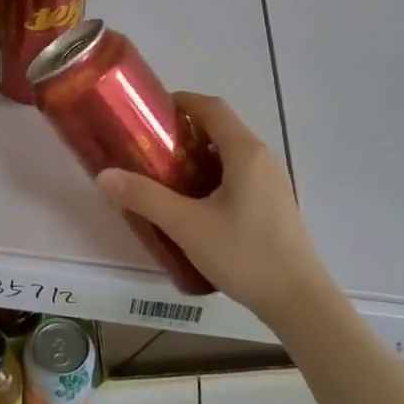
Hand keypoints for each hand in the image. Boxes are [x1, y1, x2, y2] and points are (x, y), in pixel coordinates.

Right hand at [96, 92, 335, 326]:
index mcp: (245, 152)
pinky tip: (195, 205)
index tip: (150, 112)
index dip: (181, 101)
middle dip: (185, 131)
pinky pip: (239, 175)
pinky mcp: (274, 205)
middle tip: (150, 147)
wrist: (299, 302)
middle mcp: (262, 158)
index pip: (211, 107)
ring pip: (230, 154)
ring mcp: (272, 182)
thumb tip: (104, 175)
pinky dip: (214, 175)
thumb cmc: (244, 254)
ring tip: (166, 176)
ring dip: (199, 155)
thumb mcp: (187, 226)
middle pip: (221, 128)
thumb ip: (145, 198)